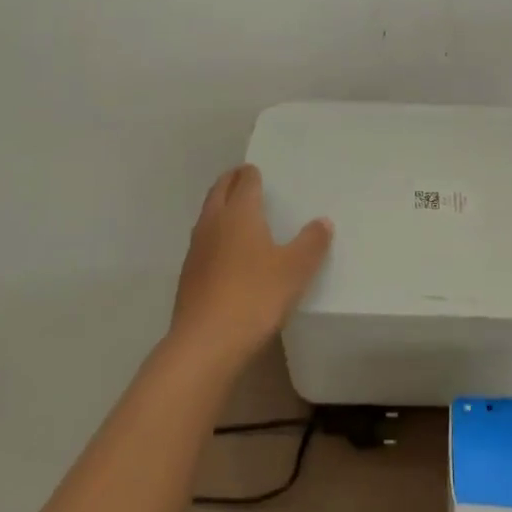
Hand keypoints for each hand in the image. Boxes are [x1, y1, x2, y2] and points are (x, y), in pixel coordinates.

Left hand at [169, 164, 332, 369]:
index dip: (251, 174)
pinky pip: (203, 243)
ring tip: (236, 212)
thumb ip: (311, 243)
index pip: (244, 182)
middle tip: (243, 178)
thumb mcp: (295, 269)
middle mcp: (213, 223)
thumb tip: (322, 222)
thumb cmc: (256, 296)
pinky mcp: (189, 275)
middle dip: (230, 182)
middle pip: (219, 192)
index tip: (257, 170)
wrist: (206, 342)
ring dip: (220, 208)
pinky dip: (215, 236)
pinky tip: (226, 252)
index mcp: (239, 213)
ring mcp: (196, 250)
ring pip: (207, 216)